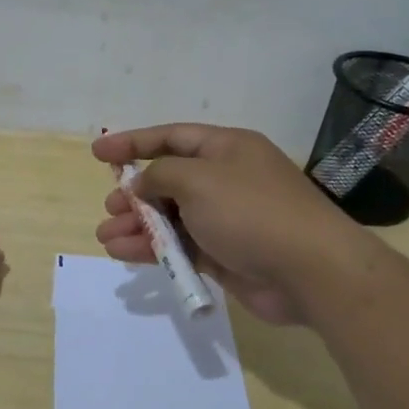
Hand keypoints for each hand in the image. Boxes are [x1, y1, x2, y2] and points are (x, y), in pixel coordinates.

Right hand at [92, 124, 372, 324]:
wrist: (309, 270)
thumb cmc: (251, 211)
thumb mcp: (198, 180)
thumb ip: (160, 176)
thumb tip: (141, 184)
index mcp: (226, 149)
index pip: (171, 137)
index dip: (133, 143)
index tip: (98, 153)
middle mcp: (226, 179)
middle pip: (170, 180)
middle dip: (135, 194)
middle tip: (110, 208)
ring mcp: (227, 218)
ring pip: (172, 217)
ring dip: (139, 226)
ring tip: (106, 237)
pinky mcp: (225, 254)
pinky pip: (182, 246)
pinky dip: (155, 249)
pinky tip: (126, 254)